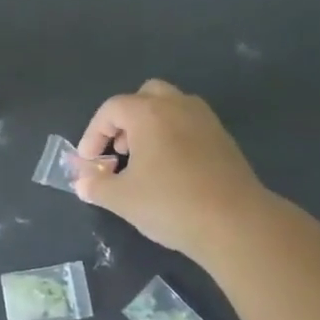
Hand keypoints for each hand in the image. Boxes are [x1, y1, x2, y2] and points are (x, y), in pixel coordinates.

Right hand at [73, 80, 270, 262]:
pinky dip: (175, 137)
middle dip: (126, 119)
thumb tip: (82, 183)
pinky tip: (172, 170)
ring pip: (172, 107)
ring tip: (145, 160)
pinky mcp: (224, 139)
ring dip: (152, 125)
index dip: (93, 133)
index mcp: (148, 113)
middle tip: (120, 150)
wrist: (237, 223)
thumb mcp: (122, 199)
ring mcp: (205, 120)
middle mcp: (177, 106)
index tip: (88, 161)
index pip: (111, 109)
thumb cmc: (171, 204)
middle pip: (145, 96)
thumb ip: (96, 186)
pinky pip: (191, 125)